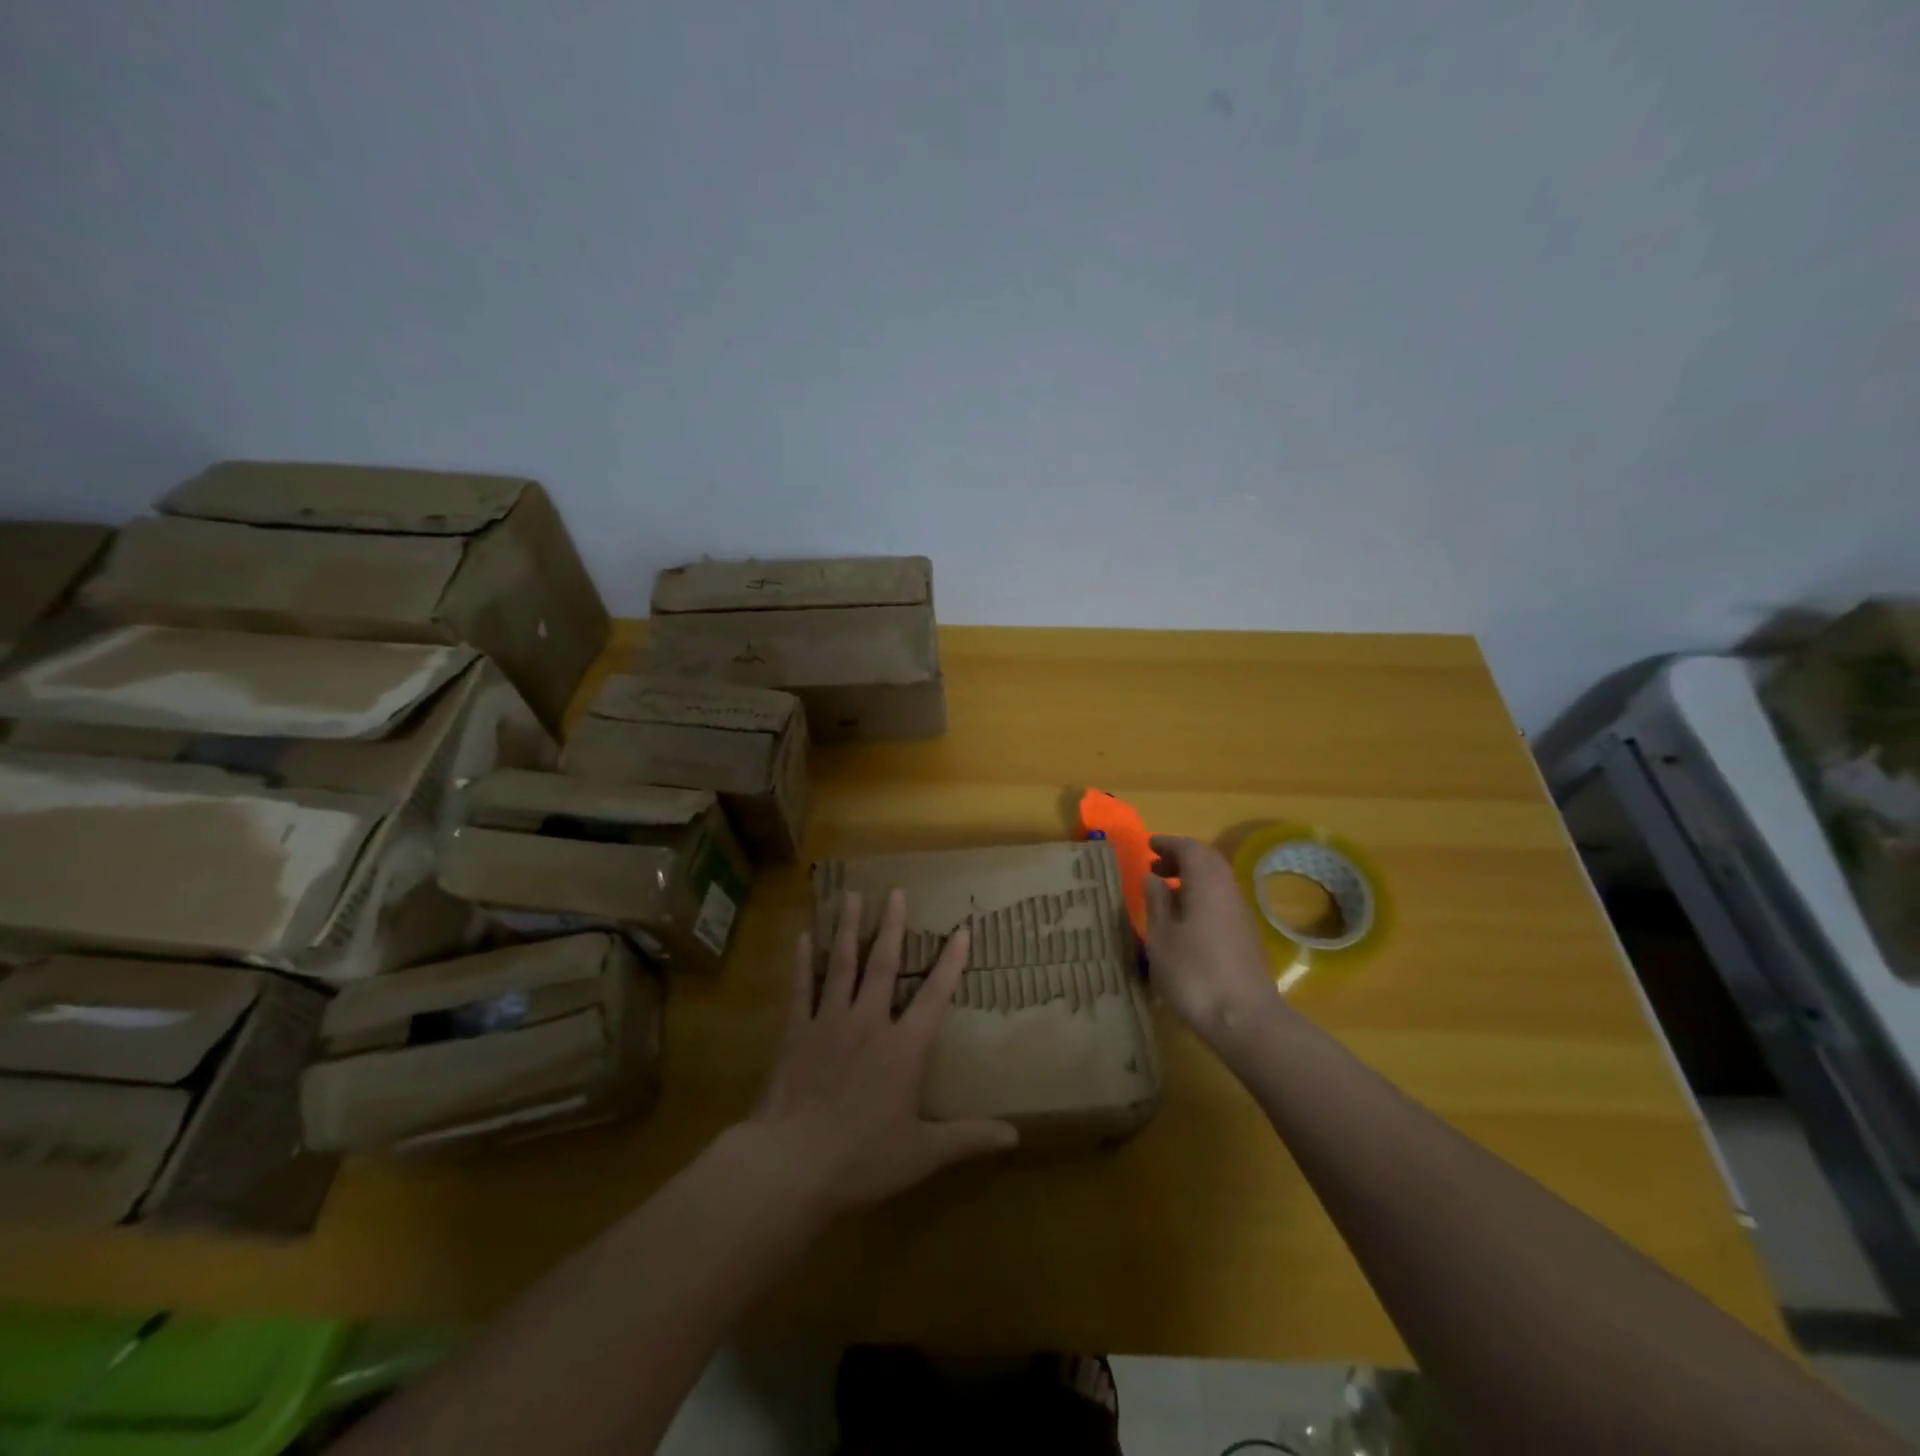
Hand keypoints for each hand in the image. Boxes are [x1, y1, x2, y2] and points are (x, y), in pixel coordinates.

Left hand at [748, 888, 1018, 1216]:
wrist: (790, 1165)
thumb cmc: (861, 1159)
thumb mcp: (922, 1154)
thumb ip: (967, 1138)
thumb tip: (1016, 1136)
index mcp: (902, 1048)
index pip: (934, 996)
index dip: (951, 962)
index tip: (962, 929)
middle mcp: (868, 1022)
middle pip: (882, 965)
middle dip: (891, 926)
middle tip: (896, 891)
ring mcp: (828, 1022)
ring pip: (840, 965)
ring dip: (847, 929)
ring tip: (851, 895)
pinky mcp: (795, 1032)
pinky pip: (801, 988)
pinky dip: (802, 961)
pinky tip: (802, 936)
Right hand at [1143, 835, 1285, 1042]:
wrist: (1245, 1019)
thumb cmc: (1195, 974)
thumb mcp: (1162, 938)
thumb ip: (1156, 902)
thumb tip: (1152, 877)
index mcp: (1207, 884)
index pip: (1190, 848)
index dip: (1168, 843)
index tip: (1148, 846)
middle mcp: (1228, 891)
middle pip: (1208, 861)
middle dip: (1182, 858)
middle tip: (1155, 866)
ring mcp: (1241, 914)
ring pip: (1217, 881)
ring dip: (1192, 878)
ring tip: (1165, 892)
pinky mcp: (1246, 935)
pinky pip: (1221, 900)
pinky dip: (1201, 896)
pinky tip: (1184, 919)